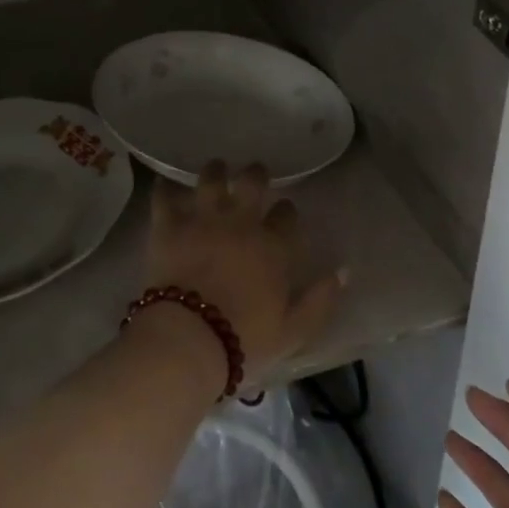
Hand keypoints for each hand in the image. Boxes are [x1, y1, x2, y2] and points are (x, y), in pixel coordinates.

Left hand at [144, 161, 342, 382]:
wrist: (189, 339)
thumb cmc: (245, 339)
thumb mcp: (294, 330)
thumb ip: (320, 300)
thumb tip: (343, 271)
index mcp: (273, 247)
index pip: (287, 215)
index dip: (286, 211)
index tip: (284, 212)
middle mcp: (240, 224)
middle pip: (252, 183)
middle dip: (256, 175)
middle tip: (254, 174)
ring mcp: (203, 221)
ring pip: (211, 179)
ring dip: (215, 171)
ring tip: (216, 168)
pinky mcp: (169, 227)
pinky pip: (165, 198)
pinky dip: (165, 190)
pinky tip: (165, 185)